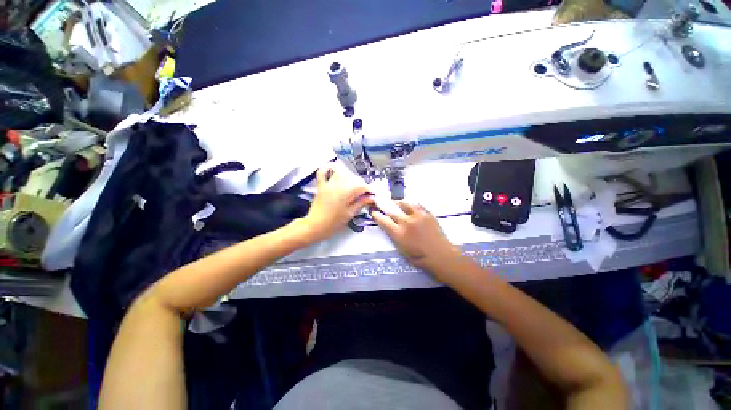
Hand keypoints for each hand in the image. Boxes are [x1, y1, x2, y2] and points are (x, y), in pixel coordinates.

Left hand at [303, 164, 374, 242]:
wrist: (316, 225)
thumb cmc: (334, 222)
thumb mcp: (350, 213)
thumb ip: (361, 203)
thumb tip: (371, 198)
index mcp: (347, 191)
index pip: (362, 186)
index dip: (369, 191)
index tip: (371, 196)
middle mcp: (338, 184)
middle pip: (354, 179)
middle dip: (361, 186)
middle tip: (364, 196)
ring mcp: (329, 184)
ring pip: (341, 173)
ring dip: (349, 177)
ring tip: (352, 186)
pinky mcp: (321, 186)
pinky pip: (322, 173)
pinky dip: (326, 168)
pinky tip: (332, 168)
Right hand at [370, 201, 465, 280]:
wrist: (440, 255)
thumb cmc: (419, 257)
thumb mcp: (401, 249)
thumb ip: (393, 236)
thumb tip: (388, 226)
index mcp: (399, 234)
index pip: (383, 221)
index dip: (376, 215)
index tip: (373, 211)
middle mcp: (406, 223)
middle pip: (391, 210)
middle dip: (383, 205)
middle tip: (378, 200)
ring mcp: (418, 216)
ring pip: (403, 204)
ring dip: (396, 203)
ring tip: (394, 203)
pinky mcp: (427, 213)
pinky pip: (416, 204)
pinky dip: (409, 203)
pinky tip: (408, 205)